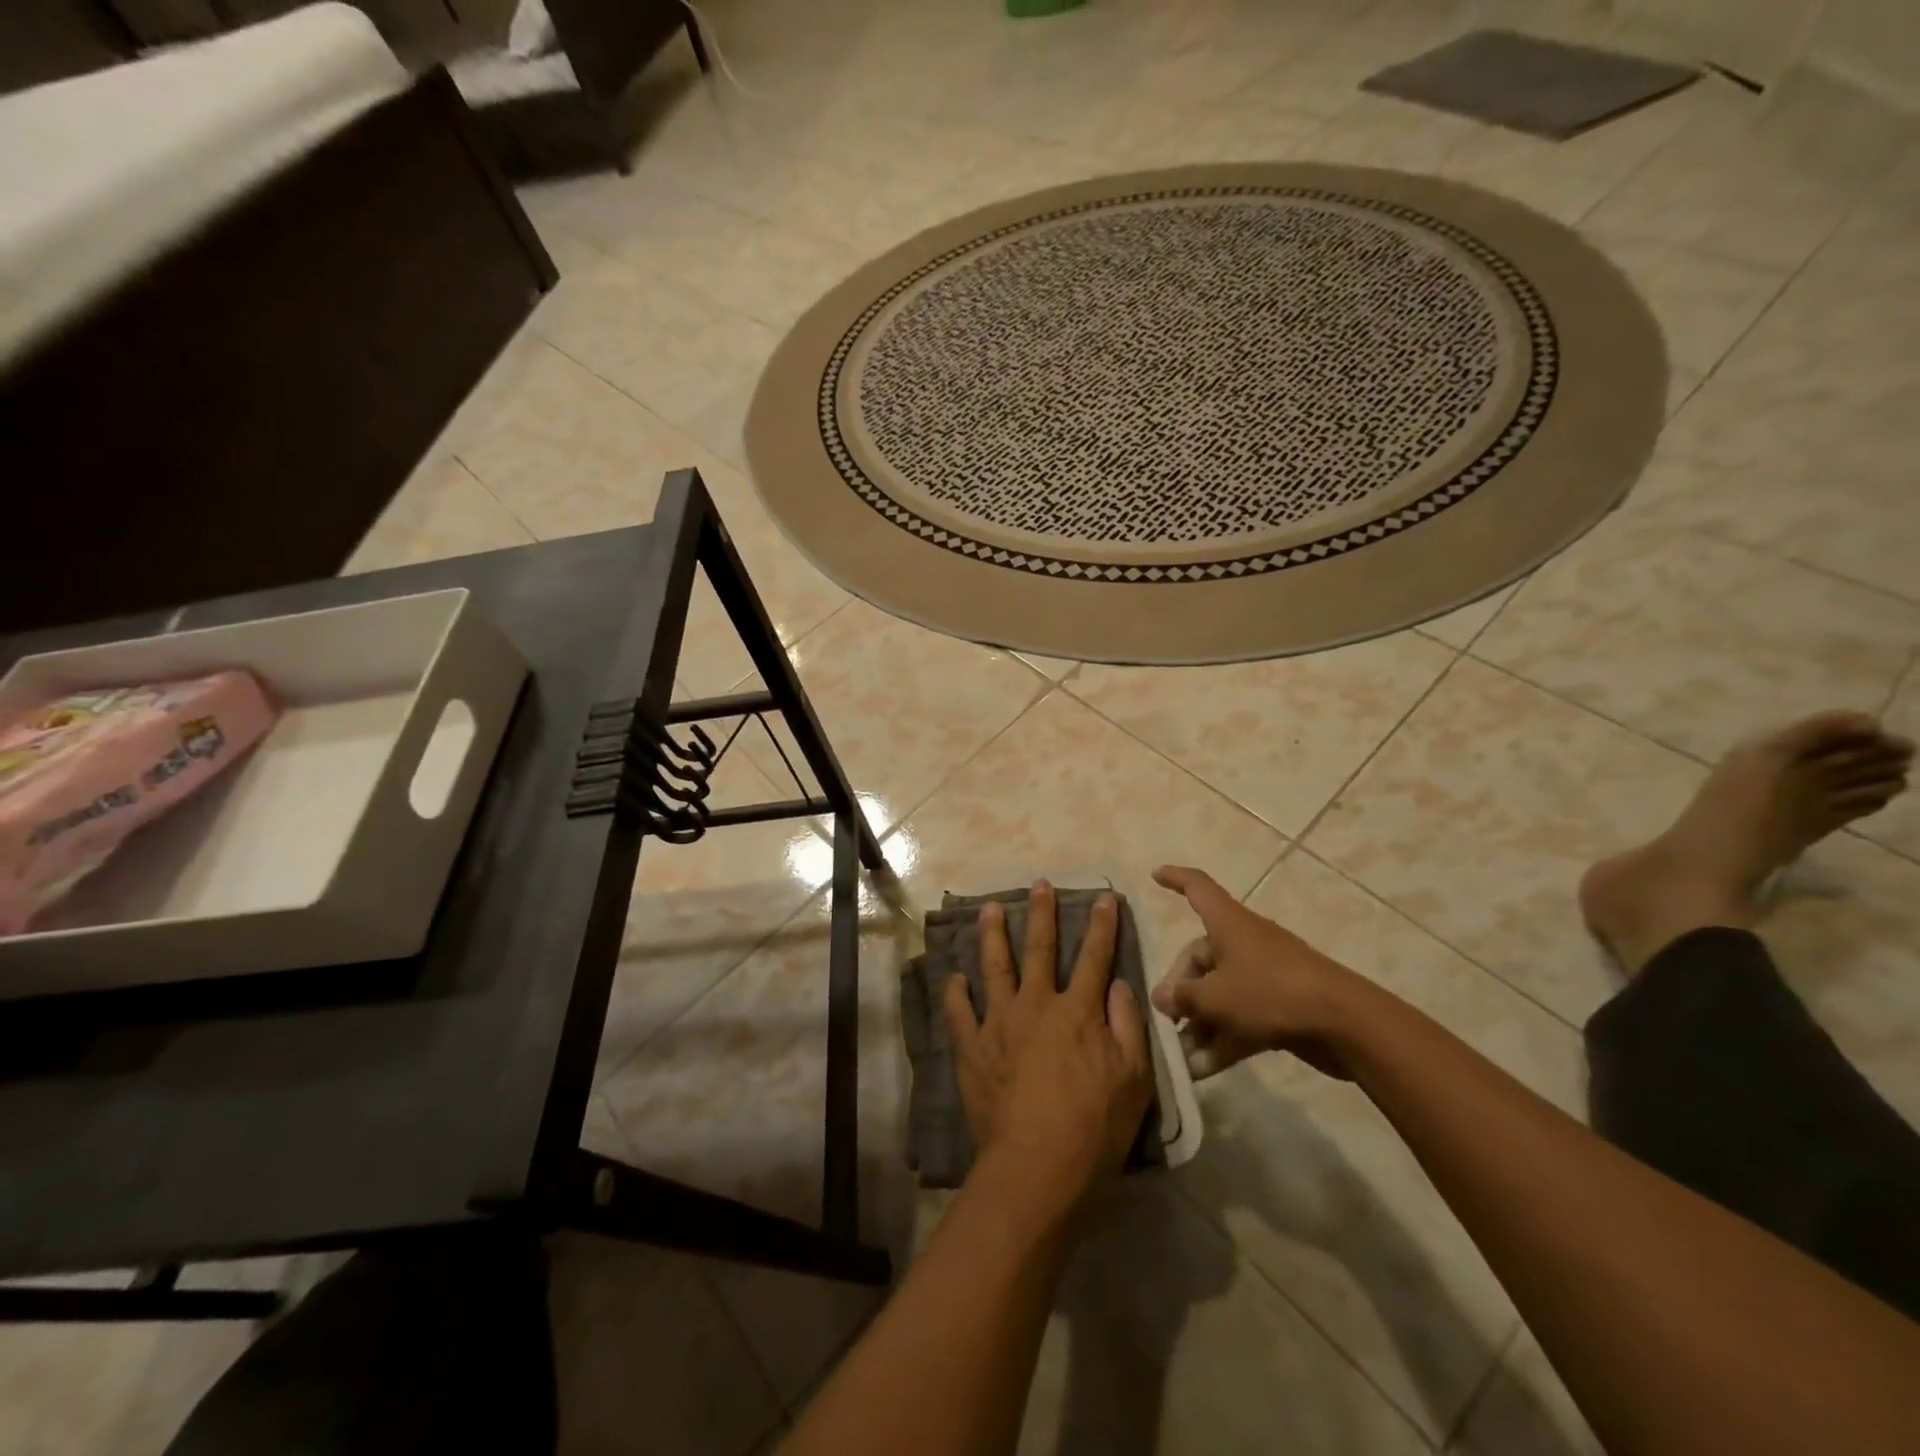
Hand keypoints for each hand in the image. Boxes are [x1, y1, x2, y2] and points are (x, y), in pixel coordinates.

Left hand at [942, 883, 1153, 1212]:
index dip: (1101, 925)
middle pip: (1039, 949)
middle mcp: (1036, 1005)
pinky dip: (955, 993)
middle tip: (1038, 884)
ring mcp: (998, 1023)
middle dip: (1041, 913)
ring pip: (994, 967)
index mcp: (1078, 1011)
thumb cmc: (1094, 1127)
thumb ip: (1128, 1026)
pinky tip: (953, 977)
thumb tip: (1120, 984)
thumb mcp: (1134, 1079)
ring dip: (992, 935)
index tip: (1103, 896)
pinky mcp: (971, 1048)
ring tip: (989, 909)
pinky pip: (959, 1013)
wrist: (1037, 1167)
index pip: (1095, 957)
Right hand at [1151, 865, 1365, 1080]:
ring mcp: (1263, 976)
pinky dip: (1222, 1039)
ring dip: (1199, 1025)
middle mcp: (1243, 944)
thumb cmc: (1269, 993)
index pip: (1197, 888)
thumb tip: (1161, 997)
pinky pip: (1240, 1018)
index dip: (1175, 878)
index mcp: (1228, 924)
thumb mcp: (1215, 996)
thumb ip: (1183, 997)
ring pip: (1220, 995)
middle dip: (1181, 991)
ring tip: (1181, 1058)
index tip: (1155, 874)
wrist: (1343, 1023)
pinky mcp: (1279, 1007)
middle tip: (1166, 1020)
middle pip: (1201, 958)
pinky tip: (1202, 1071)